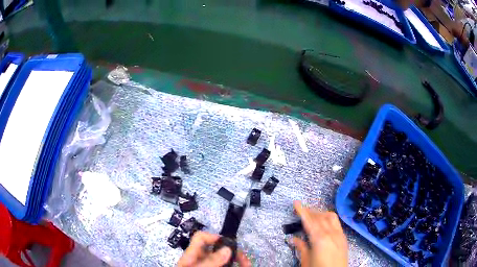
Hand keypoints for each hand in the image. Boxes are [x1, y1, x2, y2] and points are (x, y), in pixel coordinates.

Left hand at [177, 232, 250, 266]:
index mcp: (192, 256)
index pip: (201, 238)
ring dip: (238, 263)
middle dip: (234, 254)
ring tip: (247, 265)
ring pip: (225, 261)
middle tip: (245, 261)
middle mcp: (201, 261)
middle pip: (218, 251)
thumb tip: (227, 249)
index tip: (230, 246)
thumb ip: (210, 261)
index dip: (215, 237)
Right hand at [292, 201, 347, 266]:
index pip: (309, 221)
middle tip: (301, 210)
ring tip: (313, 216)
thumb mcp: (306, 261)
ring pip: (331, 217)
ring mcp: (339, 235)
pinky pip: (337, 223)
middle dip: (310, 211)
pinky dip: (329, 219)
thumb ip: (301, 247)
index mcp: (320, 239)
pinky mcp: (344, 238)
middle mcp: (331, 233)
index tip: (296, 202)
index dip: (302, 211)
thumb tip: (293, 238)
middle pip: (320, 217)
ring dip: (321, 213)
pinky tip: (324, 224)